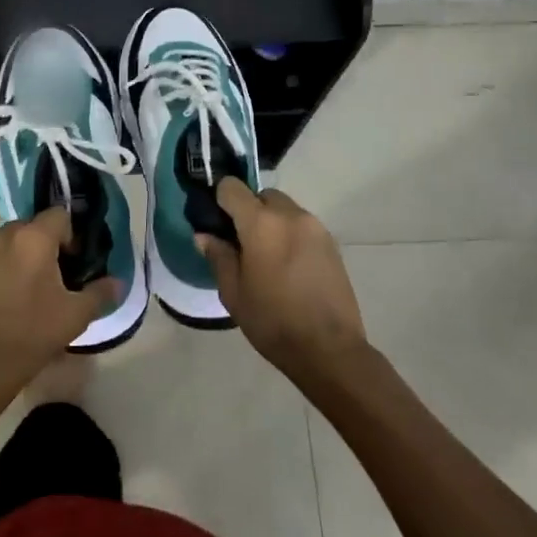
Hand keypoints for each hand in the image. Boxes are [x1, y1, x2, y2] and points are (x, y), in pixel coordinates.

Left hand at [0, 208, 118, 399]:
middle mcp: (4, 235)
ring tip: (32, 288)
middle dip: (47, 244)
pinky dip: (3, 268)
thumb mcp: (77, 314)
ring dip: (24, 255)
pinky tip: (9, 298)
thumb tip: (117, 283)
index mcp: (34, 237)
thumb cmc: (34, 332)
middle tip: (57, 276)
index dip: (72, 235)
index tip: (76, 262)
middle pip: (33, 226)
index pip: (59, 215)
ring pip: (10, 242)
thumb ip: (100, 292)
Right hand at [197, 179, 366, 381]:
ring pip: (285, 209)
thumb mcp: (233, 292)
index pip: (232, 188)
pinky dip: (290, 234)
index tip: (215, 220)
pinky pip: (303, 226)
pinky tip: (287, 266)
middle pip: (262, 195)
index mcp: (261, 223)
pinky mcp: (332, 244)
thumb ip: (218, 256)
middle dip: (248, 210)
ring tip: (265, 256)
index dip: (219, 199)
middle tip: (240, 242)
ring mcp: (316, 228)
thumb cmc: (272, 321)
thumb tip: (205, 235)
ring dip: (271, 222)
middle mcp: (291, 215)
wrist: (329, 349)